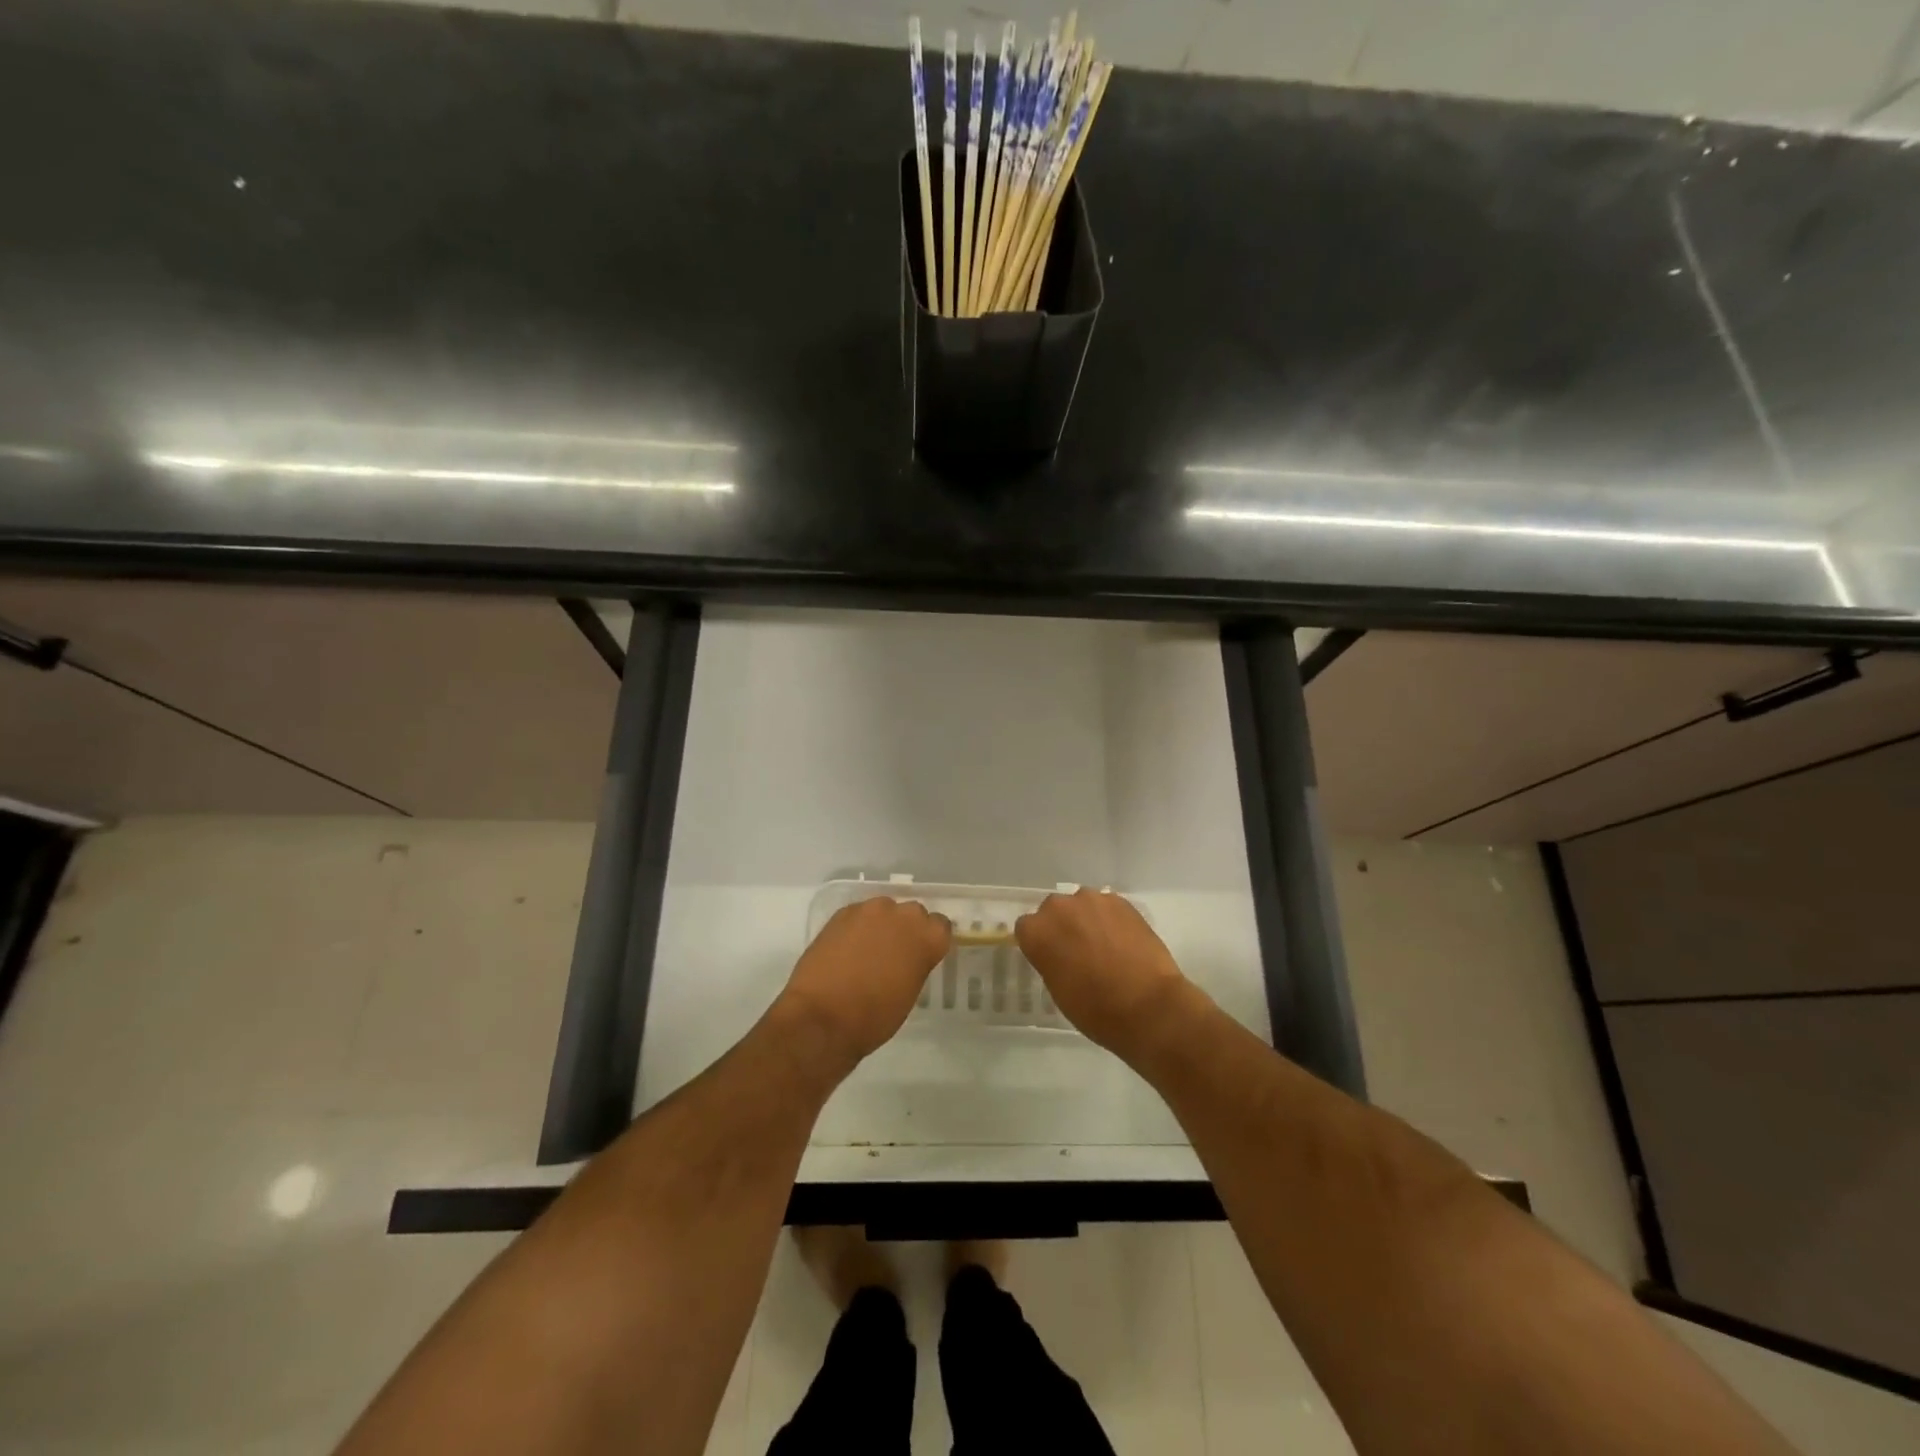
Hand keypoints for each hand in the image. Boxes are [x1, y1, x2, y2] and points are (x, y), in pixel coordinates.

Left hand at [779, 898, 950, 1064]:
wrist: (822, 1016)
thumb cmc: (874, 1017)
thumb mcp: (909, 993)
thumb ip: (916, 964)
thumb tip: (908, 957)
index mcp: (926, 937)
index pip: (940, 926)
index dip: (930, 940)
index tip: (922, 954)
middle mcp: (902, 915)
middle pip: (912, 913)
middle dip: (906, 929)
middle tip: (894, 954)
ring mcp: (870, 910)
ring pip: (883, 910)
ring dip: (880, 925)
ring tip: (867, 950)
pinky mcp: (842, 912)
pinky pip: (858, 915)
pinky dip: (857, 927)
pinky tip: (846, 949)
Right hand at [1016, 889, 1192, 1055]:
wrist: (1148, 1006)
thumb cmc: (1095, 1009)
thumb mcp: (1058, 990)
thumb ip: (1050, 960)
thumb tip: (1058, 953)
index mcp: (1037, 931)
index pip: (1027, 928)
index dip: (1039, 943)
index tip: (1051, 958)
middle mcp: (1060, 907)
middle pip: (1053, 910)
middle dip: (1062, 926)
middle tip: (1078, 952)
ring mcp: (1092, 900)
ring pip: (1082, 905)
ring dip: (1087, 920)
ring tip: (1104, 946)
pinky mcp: (1121, 901)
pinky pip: (1107, 907)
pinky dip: (1110, 920)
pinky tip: (1123, 942)